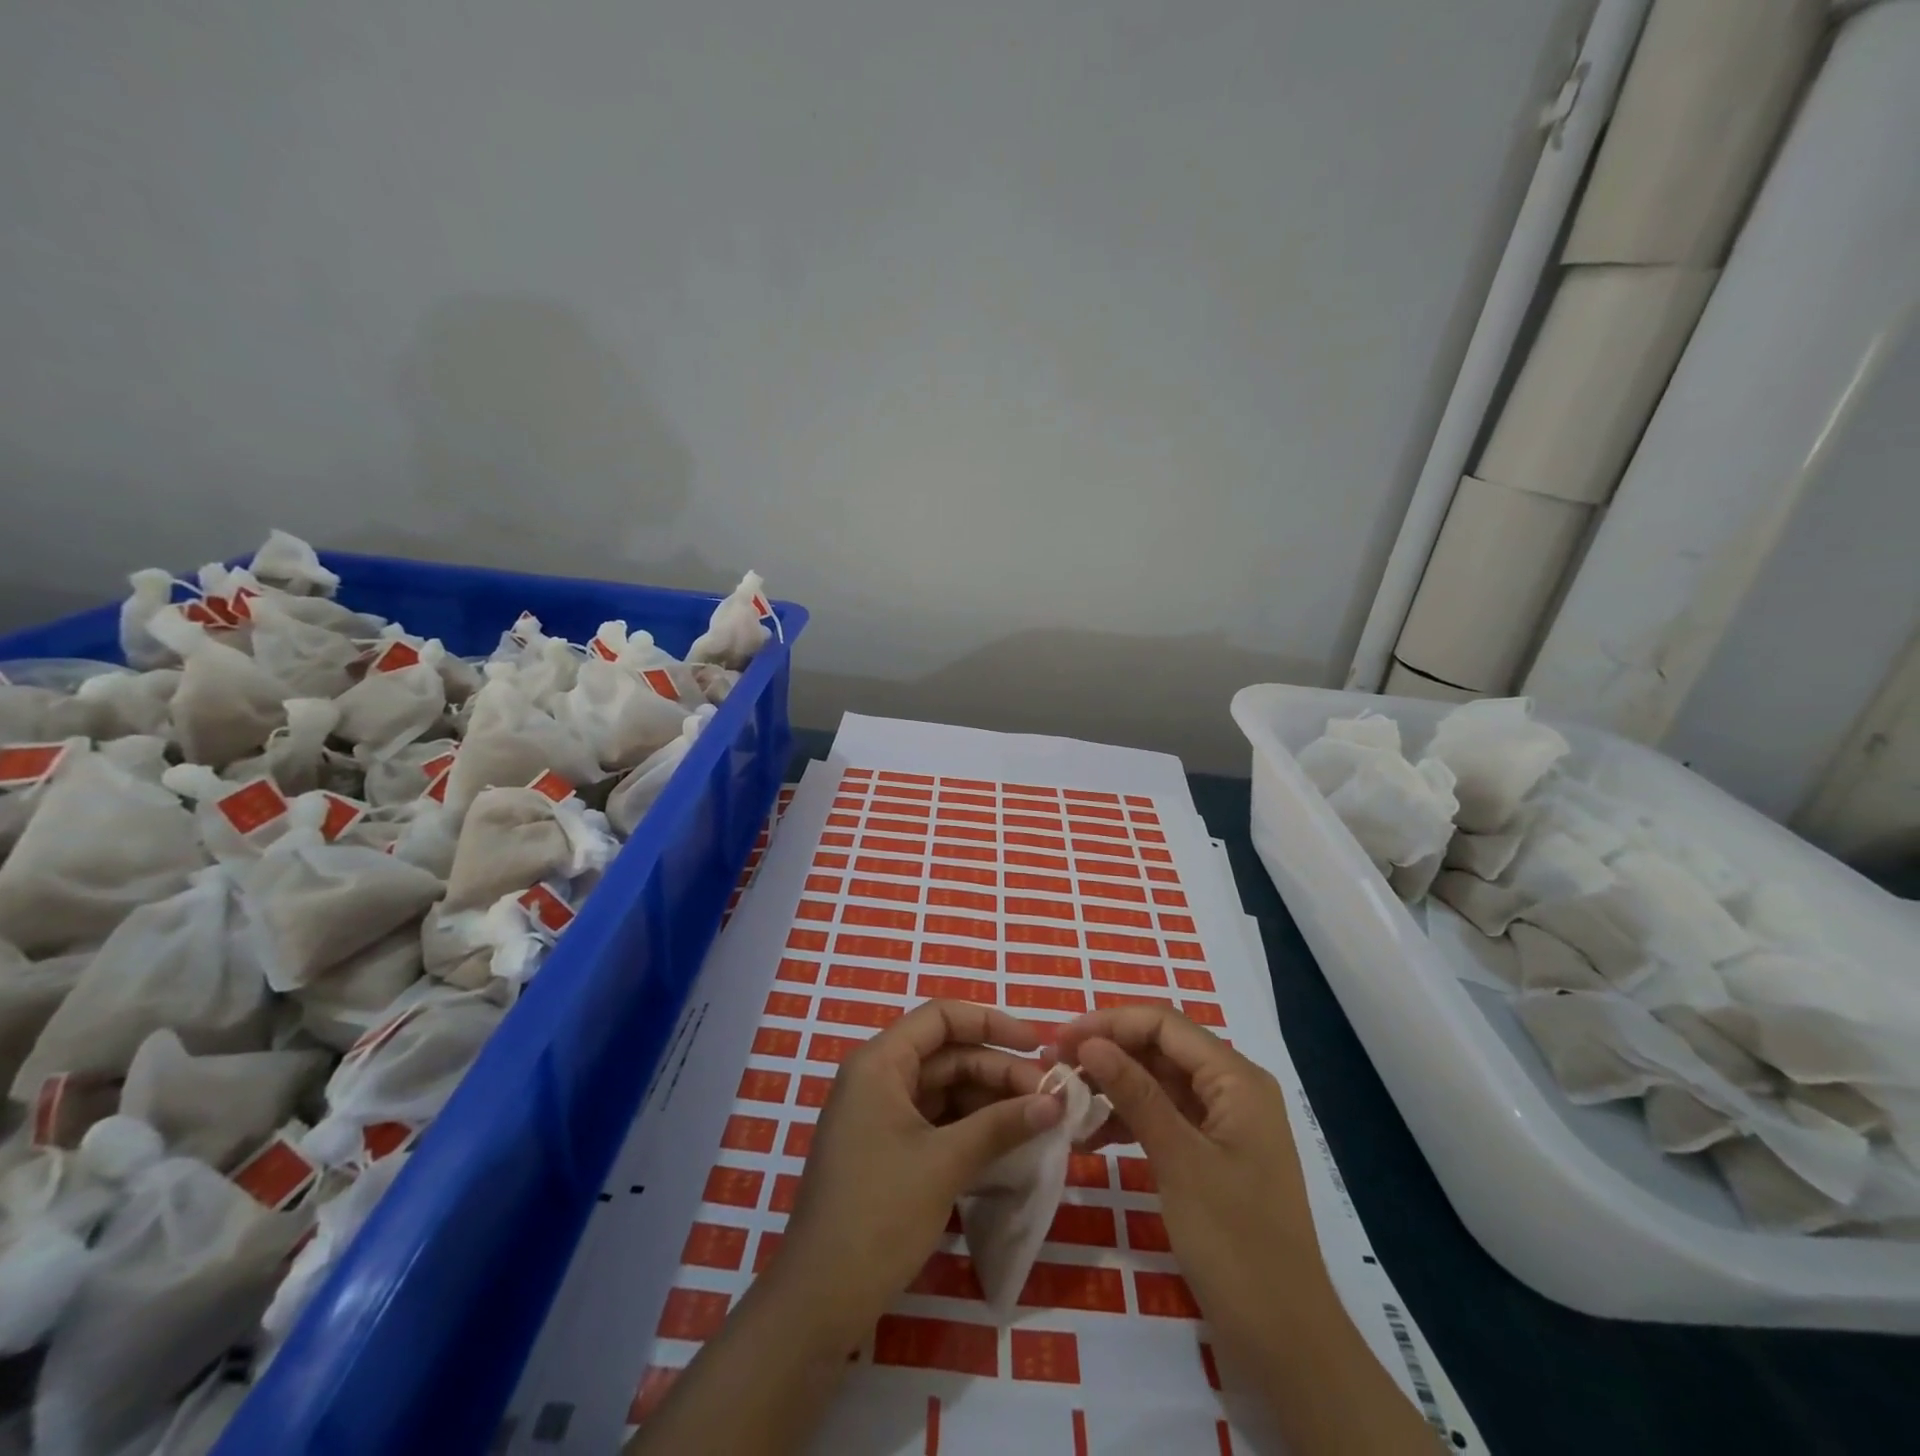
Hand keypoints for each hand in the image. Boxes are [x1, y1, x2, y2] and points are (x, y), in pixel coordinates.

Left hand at [763, 999, 1063, 1346]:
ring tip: (1037, 1120)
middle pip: (947, 1054)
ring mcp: (880, 1115)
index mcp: (880, 1063)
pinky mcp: (887, 1149)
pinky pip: (936, 1120)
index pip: (940, 1017)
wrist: (819, 1300)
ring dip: (989, 1101)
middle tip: (1048, 1098)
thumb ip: (1001, 1124)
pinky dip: (971, 1127)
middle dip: (998, 1070)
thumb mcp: (945, 1163)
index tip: (1036, 1046)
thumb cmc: (879, 1214)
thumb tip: (1055, 1102)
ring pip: (945, 1089)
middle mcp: (878, 1078)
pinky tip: (1007, 1142)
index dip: (990, 1023)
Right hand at [1053, 1007, 1315, 1324]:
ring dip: (1113, 1086)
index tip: (1060, 1040)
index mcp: (1236, 1078)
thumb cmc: (1236, 1243)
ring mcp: (1222, 1123)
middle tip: (1055, 1068)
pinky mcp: (1211, 1154)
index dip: (1110, 1023)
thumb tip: (1089, 1041)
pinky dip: (1128, 1120)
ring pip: (1158, 1082)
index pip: (1164, 1024)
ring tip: (1066, 1101)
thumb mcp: (1179, 1160)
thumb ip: (1134, 1093)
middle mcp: (1232, 1088)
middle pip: (1160, 1048)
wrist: (1286, 1343)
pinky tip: (1091, 1137)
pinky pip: (1163, 1117)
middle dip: (1108, 1052)